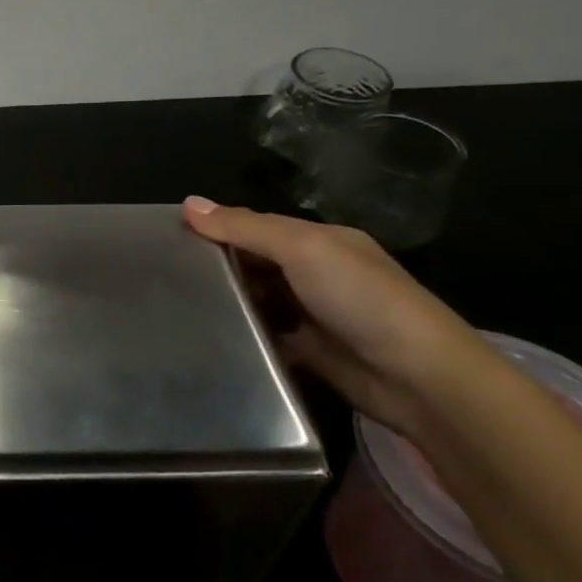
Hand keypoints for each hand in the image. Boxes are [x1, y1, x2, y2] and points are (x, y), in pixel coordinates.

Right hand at [183, 195, 495, 439]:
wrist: (419, 378)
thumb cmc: (361, 299)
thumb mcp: (303, 249)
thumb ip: (246, 228)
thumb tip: (188, 203)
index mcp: (319, 241)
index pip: (256, 226)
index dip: (216, 227)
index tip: (167, 236)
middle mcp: (315, 273)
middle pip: (255, 263)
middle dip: (217, 265)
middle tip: (163, 274)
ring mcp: (312, 315)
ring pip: (257, 301)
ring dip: (227, 303)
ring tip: (173, 306)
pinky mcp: (308, 353)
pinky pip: (265, 338)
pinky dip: (242, 338)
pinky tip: (208, 339)